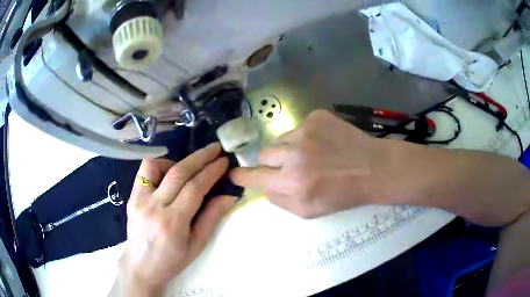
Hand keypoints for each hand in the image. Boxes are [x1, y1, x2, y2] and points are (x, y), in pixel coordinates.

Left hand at [113, 143, 235, 295]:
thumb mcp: (197, 245)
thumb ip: (212, 218)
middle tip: (215, 149)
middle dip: (200, 157)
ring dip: (177, 160)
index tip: (224, 161)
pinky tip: (167, 174)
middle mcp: (154, 207)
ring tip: (188, 168)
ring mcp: (139, 199)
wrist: (141, 266)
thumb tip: (229, 196)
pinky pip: (144, 171)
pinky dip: (159, 165)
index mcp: (173, 223)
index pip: (195, 188)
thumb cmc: (172, 260)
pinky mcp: (131, 196)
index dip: (211, 171)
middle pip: (178, 172)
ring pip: (157, 165)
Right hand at [230, 109, 388, 218]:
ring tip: (313, 155)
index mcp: (293, 182)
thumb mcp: (310, 211)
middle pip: (264, 154)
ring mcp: (306, 130)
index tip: (234, 173)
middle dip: (272, 162)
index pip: (254, 176)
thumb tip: (264, 187)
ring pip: (281, 139)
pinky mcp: (316, 116)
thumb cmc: (343, 194)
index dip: (241, 176)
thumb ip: (280, 201)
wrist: (373, 168)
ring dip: (290, 148)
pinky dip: (306, 136)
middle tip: (290, 167)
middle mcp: (295, 154)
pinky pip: (298, 127)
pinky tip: (323, 143)